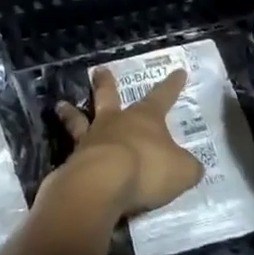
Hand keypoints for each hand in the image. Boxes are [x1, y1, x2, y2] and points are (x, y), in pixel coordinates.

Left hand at [53, 69, 203, 216]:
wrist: (102, 184)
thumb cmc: (147, 169)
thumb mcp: (181, 171)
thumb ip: (187, 167)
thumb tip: (192, 167)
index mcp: (145, 118)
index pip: (163, 96)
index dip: (172, 85)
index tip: (178, 71)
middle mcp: (115, 121)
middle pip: (109, 96)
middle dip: (106, 83)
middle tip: (99, 70)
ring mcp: (91, 139)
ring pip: (79, 119)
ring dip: (70, 112)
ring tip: (60, 105)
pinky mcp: (73, 161)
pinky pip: (71, 153)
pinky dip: (70, 154)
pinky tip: (66, 160)